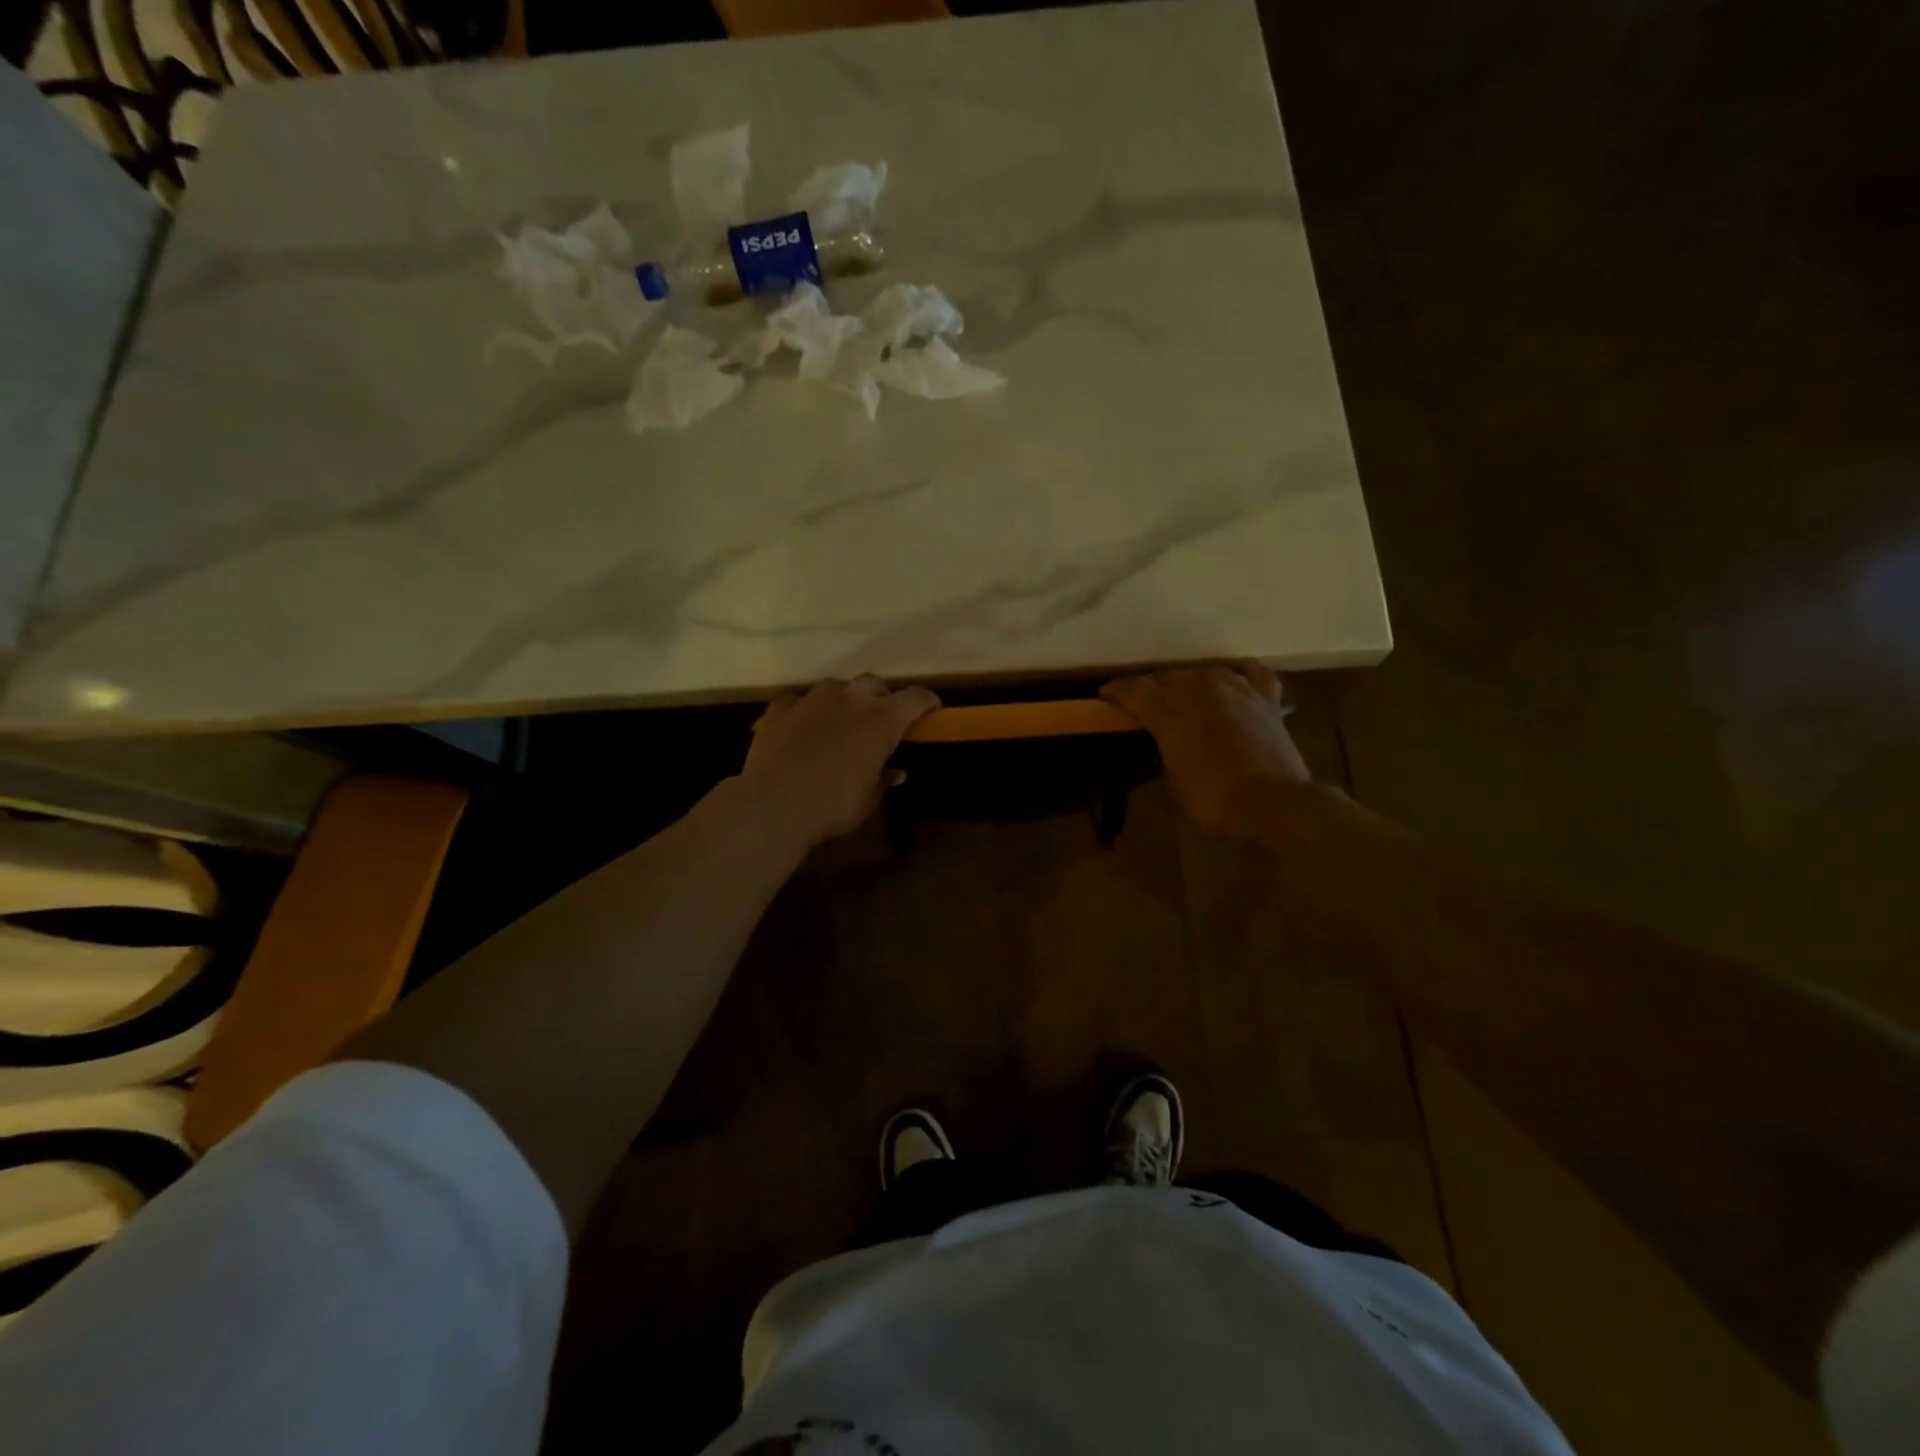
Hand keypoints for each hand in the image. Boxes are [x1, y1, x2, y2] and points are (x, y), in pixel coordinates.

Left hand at [741, 677, 939, 848]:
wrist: (774, 806)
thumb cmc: (833, 806)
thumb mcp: (869, 799)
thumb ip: (884, 778)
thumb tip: (894, 771)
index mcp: (881, 720)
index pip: (915, 698)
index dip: (927, 702)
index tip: (932, 709)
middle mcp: (849, 699)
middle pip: (874, 684)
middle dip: (881, 698)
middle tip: (881, 719)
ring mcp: (812, 699)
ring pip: (835, 687)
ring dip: (843, 700)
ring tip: (839, 721)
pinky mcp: (780, 708)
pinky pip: (798, 700)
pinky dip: (805, 711)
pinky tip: (801, 726)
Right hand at [1101, 664, 1313, 840]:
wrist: (1273, 803)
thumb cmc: (1212, 799)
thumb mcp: (1173, 780)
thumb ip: (1166, 749)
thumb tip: (1169, 742)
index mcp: (1168, 708)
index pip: (1133, 688)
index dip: (1116, 692)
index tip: (1106, 696)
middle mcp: (1199, 688)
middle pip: (1169, 678)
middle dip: (1154, 691)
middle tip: (1148, 708)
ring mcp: (1236, 689)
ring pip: (1205, 673)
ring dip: (1192, 685)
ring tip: (1188, 699)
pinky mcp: (1267, 699)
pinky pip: (1252, 673)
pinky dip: (1240, 674)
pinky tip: (1235, 680)